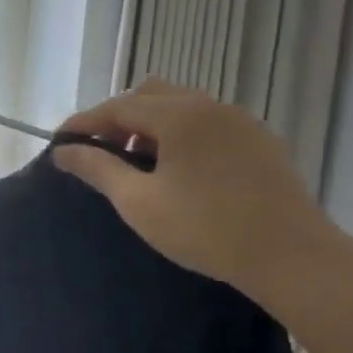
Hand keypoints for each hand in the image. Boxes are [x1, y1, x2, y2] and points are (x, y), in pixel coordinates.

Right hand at [52, 80, 338, 296]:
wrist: (293, 257)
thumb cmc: (206, 229)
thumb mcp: (139, 202)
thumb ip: (97, 169)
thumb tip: (63, 151)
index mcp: (178, 115)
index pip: (117, 107)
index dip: (84, 123)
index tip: (59, 143)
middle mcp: (209, 106)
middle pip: (149, 95)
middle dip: (118, 118)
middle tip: (101, 152)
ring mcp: (240, 121)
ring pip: (181, 106)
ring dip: (151, 125)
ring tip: (138, 163)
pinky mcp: (260, 142)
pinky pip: (207, 123)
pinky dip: (181, 134)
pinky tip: (179, 170)